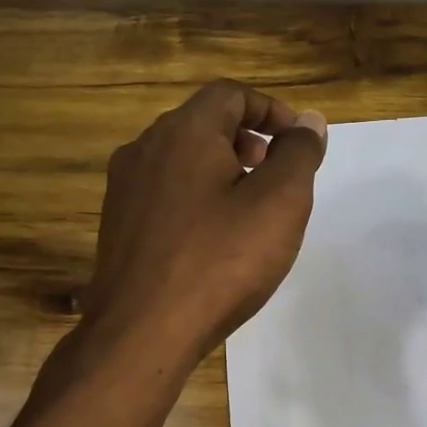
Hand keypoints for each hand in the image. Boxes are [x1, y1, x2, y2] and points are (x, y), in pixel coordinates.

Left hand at [82, 80, 326, 363]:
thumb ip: (298, 153)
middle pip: (203, 123)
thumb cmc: (220, 261)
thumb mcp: (279, 202)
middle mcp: (145, 148)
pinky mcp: (118, 224)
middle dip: (247, 138)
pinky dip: (197, 195)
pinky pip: (165, 191)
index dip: (271, 109)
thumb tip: (309, 122)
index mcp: (184, 132)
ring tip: (249, 206)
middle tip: (275, 172)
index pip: (230, 94)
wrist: (142, 331)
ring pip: (182, 158)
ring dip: (221, 167)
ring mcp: (125, 188)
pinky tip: (214, 237)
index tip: (297, 141)